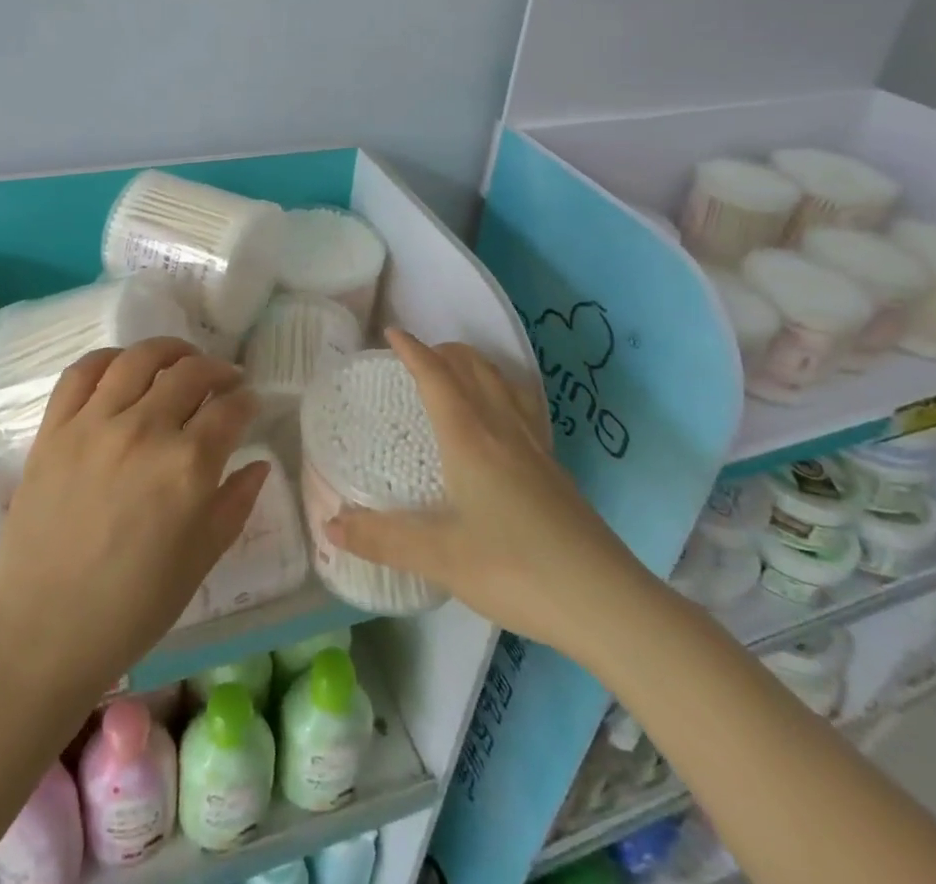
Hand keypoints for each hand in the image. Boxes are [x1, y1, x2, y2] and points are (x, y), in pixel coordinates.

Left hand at [0, 337, 268, 695]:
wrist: (39, 632)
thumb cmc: (130, 609)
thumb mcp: (200, 562)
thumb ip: (235, 505)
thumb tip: (259, 464)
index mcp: (188, 467)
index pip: (230, 410)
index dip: (247, 401)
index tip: (250, 403)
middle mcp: (145, 430)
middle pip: (191, 373)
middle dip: (218, 370)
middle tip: (225, 380)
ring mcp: (94, 424)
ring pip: (140, 358)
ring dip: (170, 351)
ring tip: (181, 359)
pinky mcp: (55, 428)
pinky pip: (82, 372)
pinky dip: (109, 358)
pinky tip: (124, 365)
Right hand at [325, 329, 648, 654]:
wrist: (605, 601)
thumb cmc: (516, 569)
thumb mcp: (441, 557)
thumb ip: (383, 539)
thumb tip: (330, 524)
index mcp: (470, 439)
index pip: (437, 377)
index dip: (413, 351)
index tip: (392, 333)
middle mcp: (503, 430)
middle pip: (474, 369)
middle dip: (444, 351)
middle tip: (418, 355)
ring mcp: (534, 447)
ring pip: (503, 383)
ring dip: (475, 365)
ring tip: (457, 371)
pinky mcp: (555, 469)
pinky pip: (523, 408)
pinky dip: (503, 391)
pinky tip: (504, 416)